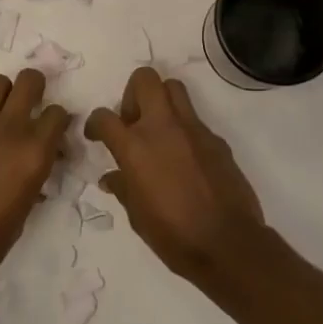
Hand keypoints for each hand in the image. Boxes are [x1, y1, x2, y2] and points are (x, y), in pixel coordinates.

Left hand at [0, 68, 70, 287]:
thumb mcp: (22, 214)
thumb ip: (31, 180)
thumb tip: (32, 171)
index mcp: (34, 152)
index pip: (58, 114)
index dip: (60, 121)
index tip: (56, 134)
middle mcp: (8, 130)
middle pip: (29, 81)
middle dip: (36, 86)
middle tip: (33, 104)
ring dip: (5, 94)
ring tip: (3, 115)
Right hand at [85, 68, 266, 279]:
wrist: (227, 243)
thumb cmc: (173, 235)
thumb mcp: (137, 216)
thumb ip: (123, 188)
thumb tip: (112, 177)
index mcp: (135, 147)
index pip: (105, 117)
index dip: (95, 123)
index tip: (96, 135)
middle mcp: (163, 127)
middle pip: (145, 79)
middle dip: (132, 94)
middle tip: (132, 122)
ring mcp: (193, 129)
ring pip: (174, 88)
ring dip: (161, 101)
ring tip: (158, 132)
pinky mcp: (216, 139)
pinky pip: (194, 120)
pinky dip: (183, 130)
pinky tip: (184, 159)